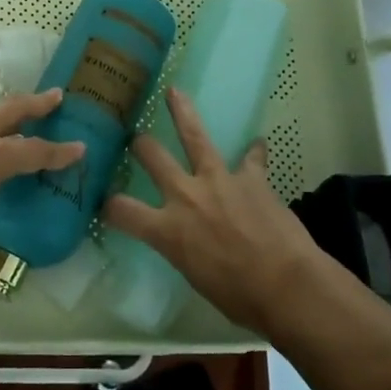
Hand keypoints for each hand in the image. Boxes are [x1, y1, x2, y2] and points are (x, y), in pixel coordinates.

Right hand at [102, 88, 332, 334]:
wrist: (286, 286)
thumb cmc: (240, 298)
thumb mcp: (197, 278)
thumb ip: (186, 251)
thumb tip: (190, 244)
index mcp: (168, 230)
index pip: (123, 211)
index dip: (109, 205)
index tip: (104, 202)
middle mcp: (186, 196)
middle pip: (153, 157)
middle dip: (141, 144)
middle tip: (137, 137)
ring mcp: (219, 180)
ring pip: (194, 136)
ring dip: (183, 112)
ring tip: (175, 91)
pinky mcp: (251, 178)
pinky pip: (252, 158)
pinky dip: (254, 153)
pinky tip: (258, 144)